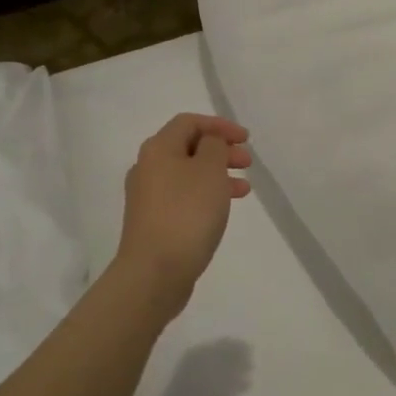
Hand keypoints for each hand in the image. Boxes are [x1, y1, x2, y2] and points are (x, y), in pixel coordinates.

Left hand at [113, 113, 252, 320]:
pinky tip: (223, 209)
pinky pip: (184, 197)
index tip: (246, 139)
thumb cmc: (186, 213)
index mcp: (158, 149)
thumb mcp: (209, 170)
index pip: (189, 122)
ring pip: (188, 174)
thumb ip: (214, 146)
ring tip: (244, 189)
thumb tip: (209, 142)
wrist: (154, 272)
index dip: (219, 125)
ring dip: (218, 175)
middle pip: (188, 147)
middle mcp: (148, 168)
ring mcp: (148, 197)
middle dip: (221, 150)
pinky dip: (206, 195)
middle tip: (247, 162)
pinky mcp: (153, 222)